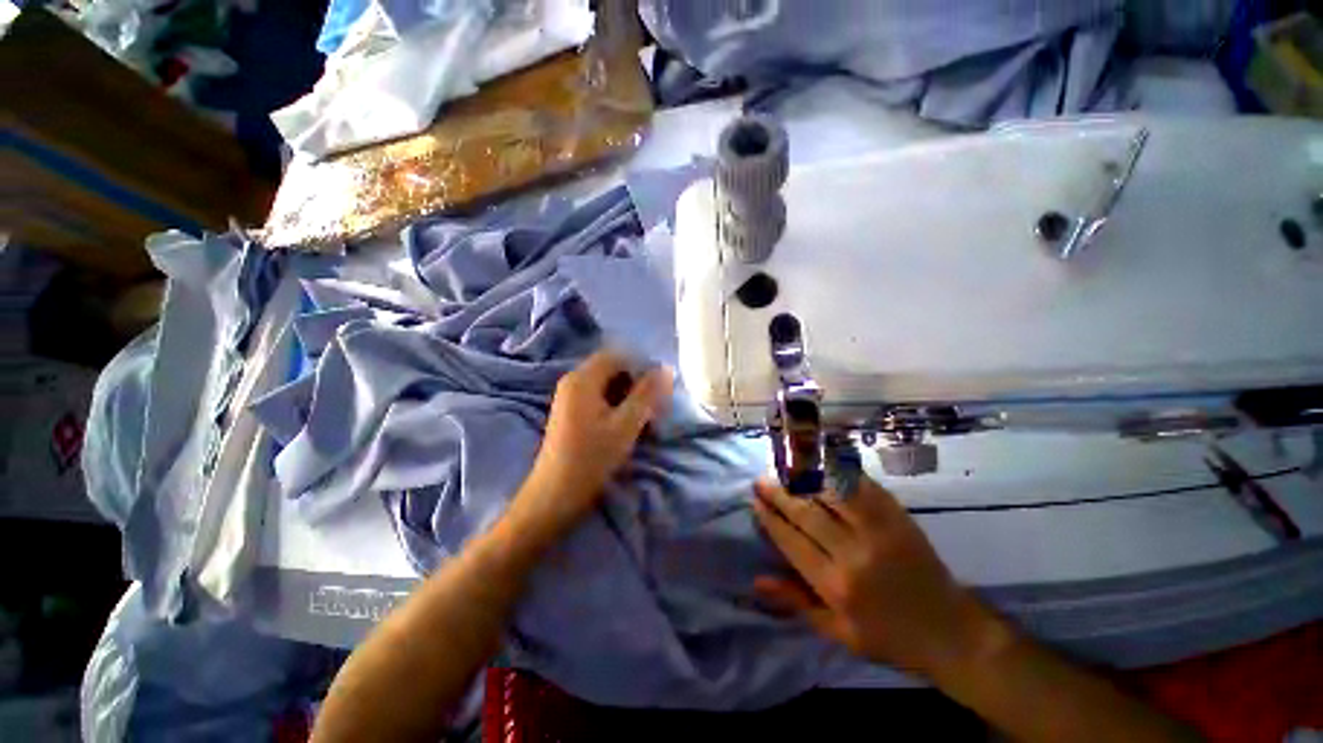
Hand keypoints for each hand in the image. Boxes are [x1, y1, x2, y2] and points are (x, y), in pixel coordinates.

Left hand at [511, 350, 671, 539]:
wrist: (554, 496)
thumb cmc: (591, 459)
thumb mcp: (626, 425)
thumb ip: (647, 394)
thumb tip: (665, 368)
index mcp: (583, 378)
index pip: (619, 355)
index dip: (642, 367)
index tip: (659, 389)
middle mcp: (574, 380)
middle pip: (613, 368)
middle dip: (637, 382)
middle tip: (654, 406)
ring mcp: (570, 396)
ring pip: (608, 383)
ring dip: (629, 395)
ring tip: (644, 418)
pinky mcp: (571, 412)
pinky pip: (600, 396)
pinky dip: (617, 404)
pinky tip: (627, 424)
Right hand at [752, 476, 1001, 677]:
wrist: (952, 633)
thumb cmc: (889, 639)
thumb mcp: (838, 633)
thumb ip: (796, 602)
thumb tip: (757, 578)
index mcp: (836, 585)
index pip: (791, 541)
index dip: (770, 518)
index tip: (755, 501)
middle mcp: (853, 553)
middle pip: (805, 513)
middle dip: (779, 494)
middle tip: (761, 480)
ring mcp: (878, 531)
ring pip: (830, 493)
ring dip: (804, 479)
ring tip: (785, 470)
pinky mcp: (897, 518)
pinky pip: (862, 488)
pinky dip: (838, 473)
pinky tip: (823, 466)